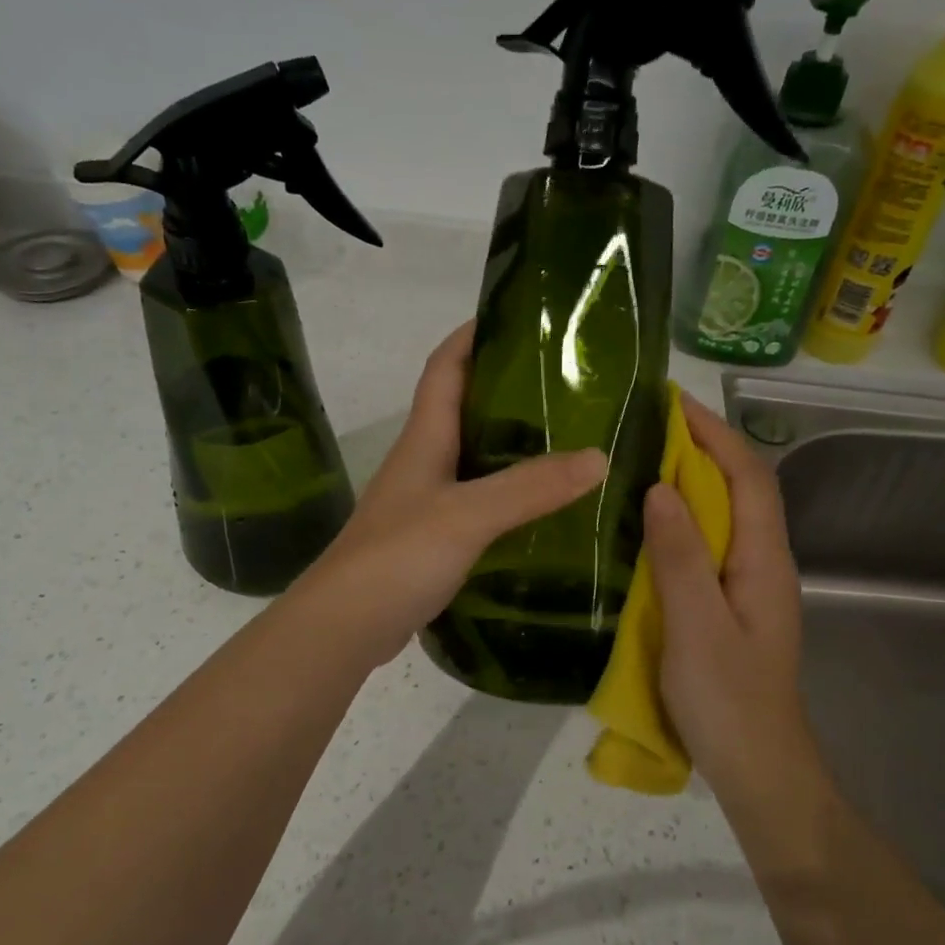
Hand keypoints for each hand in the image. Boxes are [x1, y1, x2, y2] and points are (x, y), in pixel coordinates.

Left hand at [299, 323, 604, 666]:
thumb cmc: (397, 556)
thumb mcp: (467, 515)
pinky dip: (511, 495)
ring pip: (476, 457)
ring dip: (515, 445)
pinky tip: (545, 507)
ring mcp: (428, 501)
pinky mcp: (435, 538)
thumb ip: (529, 487)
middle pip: (465, 408)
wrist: (345, 626)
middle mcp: (425, 461)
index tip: (519, 318)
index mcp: (425, 438)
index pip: (445, 367)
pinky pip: (480, 501)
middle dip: (510, 388)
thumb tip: (599, 456)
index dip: (473, 334)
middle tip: (569, 384)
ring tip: (571, 439)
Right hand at [640, 392, 813, 802]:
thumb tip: (660, 487)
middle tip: (646, 427)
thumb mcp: (697, 627)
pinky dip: (684, 520)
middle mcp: (763, 563)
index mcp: (764, 560)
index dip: (714, 434)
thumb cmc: (729, 701)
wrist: (758, 770)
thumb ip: (680, 557)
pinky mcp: (730, 606)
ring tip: (642, 461)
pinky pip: (709, 545)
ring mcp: (749, 586)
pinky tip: (649, 526)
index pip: (748, 476)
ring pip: (725, 516)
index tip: (670, 404)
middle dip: (702, 448)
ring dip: (692, 481)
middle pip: (741, 488)